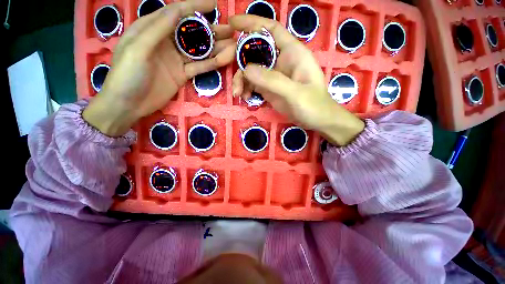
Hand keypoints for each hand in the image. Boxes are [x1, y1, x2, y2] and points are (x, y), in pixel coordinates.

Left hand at [83, 0, 235, 136]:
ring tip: (232, 45)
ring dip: (215, 48)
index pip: (176, 13)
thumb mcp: (138, 47)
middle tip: (230, 30)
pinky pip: (199, 67)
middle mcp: (166, 41)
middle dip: (211, 30)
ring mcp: (176, 59)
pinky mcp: (182, 74)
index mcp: (152, 29)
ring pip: (199, 51)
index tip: (213, 4)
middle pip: (192, 33)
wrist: (128, 104)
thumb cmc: (127, 74)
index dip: (195, 7)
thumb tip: (179, 9)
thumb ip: (158, 28)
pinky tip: (223, 60)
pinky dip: (211, 64)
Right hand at [230, 15, 364, 145]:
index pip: (271, 29)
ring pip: (251, 70)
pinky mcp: (269, 89)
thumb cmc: (313, 105)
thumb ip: (272, 80)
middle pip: (255, 50)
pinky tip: (244, 97)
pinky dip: (246, 89)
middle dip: (238, 56)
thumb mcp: (295, 93)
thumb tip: (246, 69)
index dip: (252, 23)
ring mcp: (273, 76)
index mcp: (292, 53)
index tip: (232, 23)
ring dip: (241, 79)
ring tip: (238, 93)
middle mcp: (281, 61)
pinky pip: (253, 84)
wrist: (316, 121)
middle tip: (221, 63)